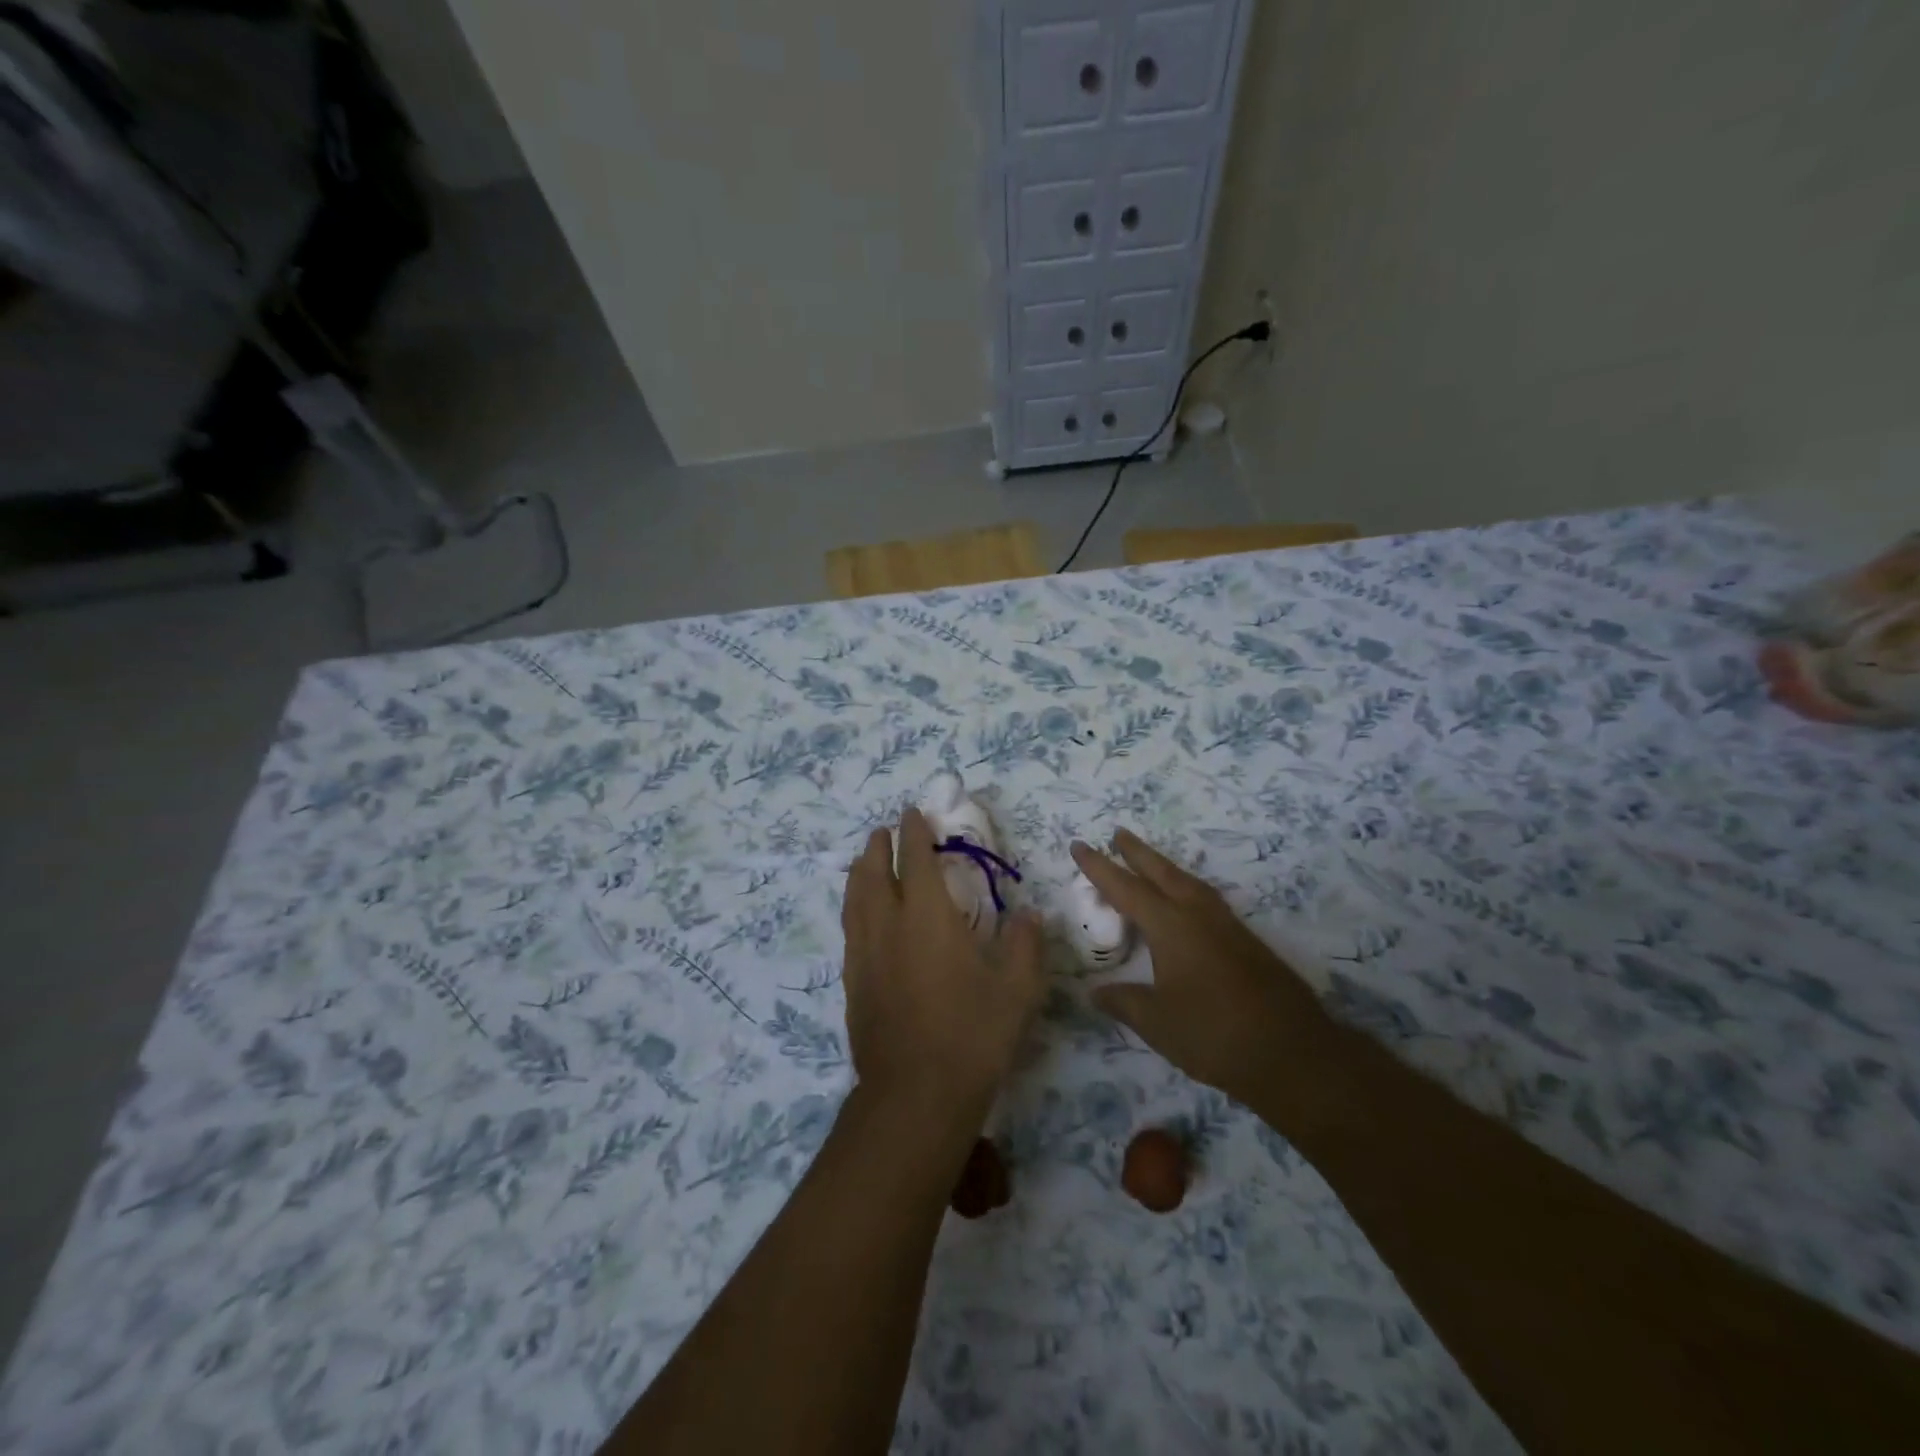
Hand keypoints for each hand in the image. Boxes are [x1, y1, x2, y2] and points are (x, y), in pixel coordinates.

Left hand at [841, 808, 1045, 1130]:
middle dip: (880, 847)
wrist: (914, 1096)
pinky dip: (854, 908)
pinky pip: (850, 930)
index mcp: (927, 919)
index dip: (915, 834)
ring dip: (860, 873)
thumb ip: (1025, 947)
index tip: (914, 813)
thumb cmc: (972, 1037)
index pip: (917, 861)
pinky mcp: (853, 984)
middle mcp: (889, 927)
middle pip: (875, 873)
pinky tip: (861, 917)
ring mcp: (865, 956)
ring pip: (855, 900)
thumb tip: (1031, 916)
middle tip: (885, 831)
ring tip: (864, 861)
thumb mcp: (1017, 991)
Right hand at [1072, 831, 1339, 1116]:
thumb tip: (1095, 992)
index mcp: (1171, 926)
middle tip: (1117, 832)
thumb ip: (1123, 1002)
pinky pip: (1207, 901)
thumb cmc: (1214, 1033)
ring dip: (1165, 867)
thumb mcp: (1157, 1022)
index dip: (1099, 867)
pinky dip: (1187, 889)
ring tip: (1149, 862)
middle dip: (1137, 852)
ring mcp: (1227, 927)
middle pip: (1162, 872)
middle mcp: (1199, 916)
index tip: (1079, 845)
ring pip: (1189, 883)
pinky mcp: (1247, 943)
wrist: (1292, 1052)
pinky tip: (1187, 904)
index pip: (1126, 888)